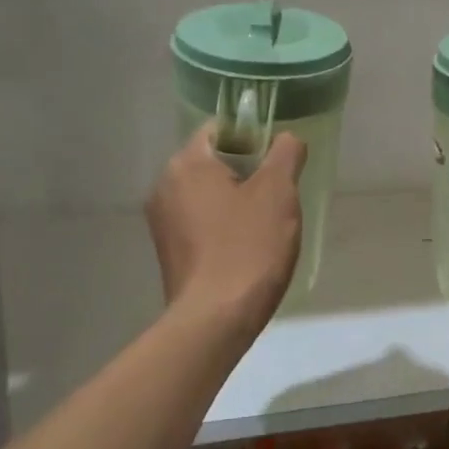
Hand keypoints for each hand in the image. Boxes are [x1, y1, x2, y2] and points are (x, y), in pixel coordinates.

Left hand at [146, 125, 305, 335]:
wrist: (215, 320)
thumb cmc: (249, 247)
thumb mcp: (278, 192)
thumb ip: (285, 153)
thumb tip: (286, 139)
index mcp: (187, 163)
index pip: (220, 129)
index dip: (253, 136)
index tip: (278, 161)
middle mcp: (165, 186)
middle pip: (212, 161)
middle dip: (247, 172)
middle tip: (278, 195)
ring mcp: (162, 222)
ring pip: (207, 194)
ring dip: (236, 201)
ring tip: (265, 225)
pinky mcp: (168, 252)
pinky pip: (200, 223)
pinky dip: (223, 226)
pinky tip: (246, 248)